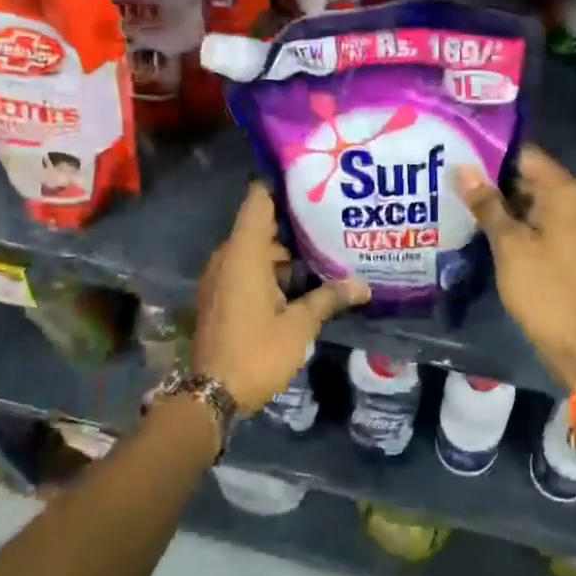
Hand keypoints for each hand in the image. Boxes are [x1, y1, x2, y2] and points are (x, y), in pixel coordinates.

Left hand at [192, 182, 368, 413]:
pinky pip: (248, 268)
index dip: (282, 185)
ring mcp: (221, 277)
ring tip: (326, 247)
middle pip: (262, 224)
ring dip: (286, 250)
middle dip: (295, 222)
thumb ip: (329, 298)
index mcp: (243, 253)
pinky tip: (304, 279)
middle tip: (332, 217)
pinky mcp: (221, 296)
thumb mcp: (299, 325)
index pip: (258, 199)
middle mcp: (227, 257)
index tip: (312, 181)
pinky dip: (272, 269)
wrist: (211, 395)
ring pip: (257, 250)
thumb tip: (364, 286)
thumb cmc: (256, 352)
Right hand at [456, 145, 575, 390]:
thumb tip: (462, 169)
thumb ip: (486, 204)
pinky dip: (504, 220)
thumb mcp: (509, 244)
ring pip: (523, 199)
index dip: (489, 149)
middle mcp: (568, 199)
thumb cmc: (545, 288)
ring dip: (492, 199)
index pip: (523, 153)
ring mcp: (564, 223)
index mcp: (563, 190)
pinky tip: (470, 221)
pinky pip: (527, 221)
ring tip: (448, 192)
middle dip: (486, 175)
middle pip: (523, 175)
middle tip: (443, 170)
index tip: (454, 146)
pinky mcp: (557, 245)